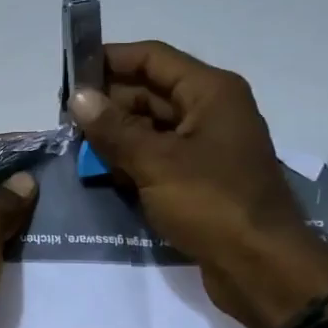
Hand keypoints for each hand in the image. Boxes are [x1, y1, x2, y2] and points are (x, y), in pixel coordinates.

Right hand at [68, 41, 327, 327]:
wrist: (263, 269)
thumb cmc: (213, 204)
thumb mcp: (156, 163)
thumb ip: (114, 128)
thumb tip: (79, 98)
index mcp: (210, 92)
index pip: (152, 58)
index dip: (110, 60)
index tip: (68, 73)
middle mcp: (211, 111)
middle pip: (150, 91)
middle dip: (108, 103)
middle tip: (64, 118)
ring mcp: (207, 147)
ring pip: (151, 127)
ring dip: (116, 135)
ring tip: (75, 146)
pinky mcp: (201, 179)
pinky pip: (159, 157)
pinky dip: (132, 160)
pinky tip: (102, 172)